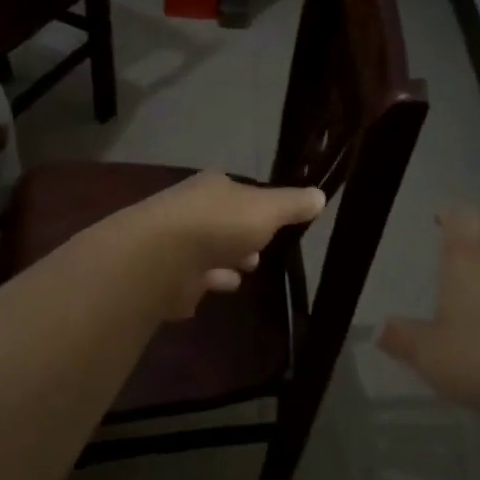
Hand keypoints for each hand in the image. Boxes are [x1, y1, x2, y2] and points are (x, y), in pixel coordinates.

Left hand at [111, 171, 324, 319]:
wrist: (159, 258)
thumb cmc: (219, 225)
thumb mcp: (268, 210)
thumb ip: (293, 205)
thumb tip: (320, 195)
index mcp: (213, 187)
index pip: (239, 192)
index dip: (257, 206)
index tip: (273, 223)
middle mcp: (190, 209)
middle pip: (221, 223)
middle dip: (239, 237)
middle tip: (257, 255)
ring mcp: (173, 243)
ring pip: (205, 253)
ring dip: (222, 263)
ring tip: (241, 276)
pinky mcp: (162, 277)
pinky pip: (188, 281)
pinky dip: (203, 285)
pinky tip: (215, 292)